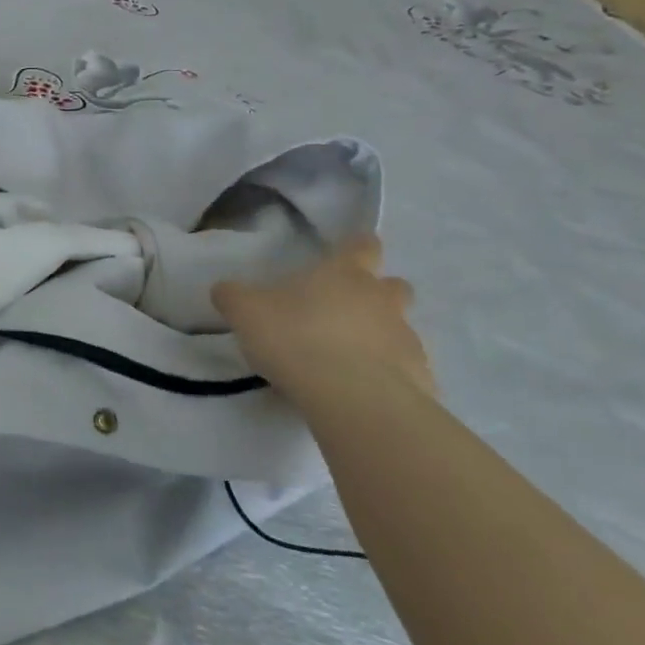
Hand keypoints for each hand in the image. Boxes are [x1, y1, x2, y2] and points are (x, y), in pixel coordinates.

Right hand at [211, 235, 434, 406]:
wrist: (352, 399)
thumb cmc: (296, 339)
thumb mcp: (246, 313)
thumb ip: (233, 297)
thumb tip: (224, 289)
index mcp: (345, 274)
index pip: (362, 245)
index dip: (356, 248)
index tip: (347, 256)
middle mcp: (382, 299)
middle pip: (394, 286)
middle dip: (378, 294)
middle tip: (346, 312)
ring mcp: (407, 339)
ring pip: (402, 329)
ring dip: (382, 337)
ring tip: (349, 360)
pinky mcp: (420, 380)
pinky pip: (406, 371)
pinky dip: (389, 377)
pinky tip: (362, 393)